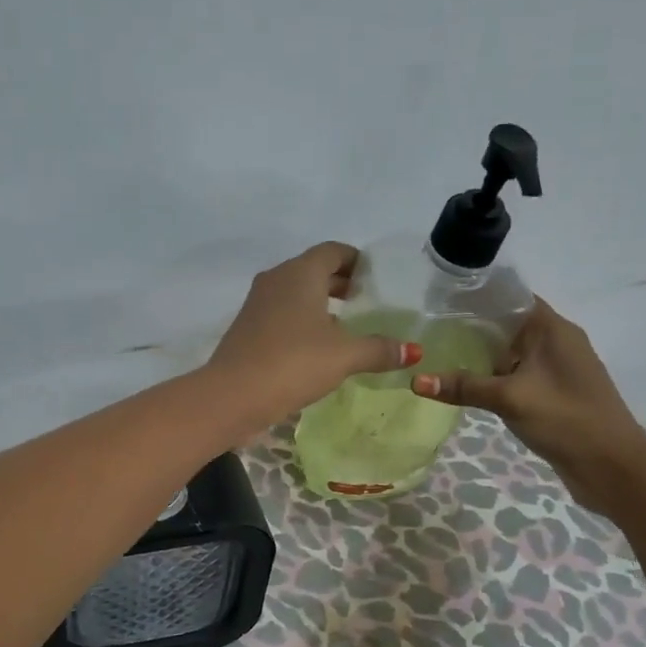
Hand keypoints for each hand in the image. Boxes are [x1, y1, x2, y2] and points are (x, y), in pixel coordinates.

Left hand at [205, 242, 418, 429]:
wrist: (232, 395)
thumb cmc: (293, 363)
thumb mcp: (344, 356)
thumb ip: (379, 349)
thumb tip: (413, 350)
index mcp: (300, 273)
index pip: (333, 251)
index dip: (357, 261)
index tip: (378, 279)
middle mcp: (276, 279)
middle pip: (314, 270)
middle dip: (341, 283)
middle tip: (368, 303)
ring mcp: (257, 303)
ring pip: (296, 292)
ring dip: (321, 303)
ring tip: (348, 326)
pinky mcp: (247, 327)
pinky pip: (282, 312)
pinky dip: (302, 320)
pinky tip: (318, 347)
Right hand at [412, 297, 645, 515]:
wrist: (614, 468)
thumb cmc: (566, 419)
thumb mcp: (509, 399)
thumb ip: (463, 387)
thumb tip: (414, 380)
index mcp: (553, 329)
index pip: (512, 297)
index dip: (478, 295)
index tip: (442, 300)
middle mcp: (556, 342)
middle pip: (509, 323)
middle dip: (472, 326)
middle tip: (430, 328)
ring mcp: (556, 369)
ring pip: (511, 351)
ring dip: (482, 353)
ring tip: (439, 352)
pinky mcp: (553, 393)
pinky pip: (517, 373)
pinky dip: (494, 375)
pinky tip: (466, 383)